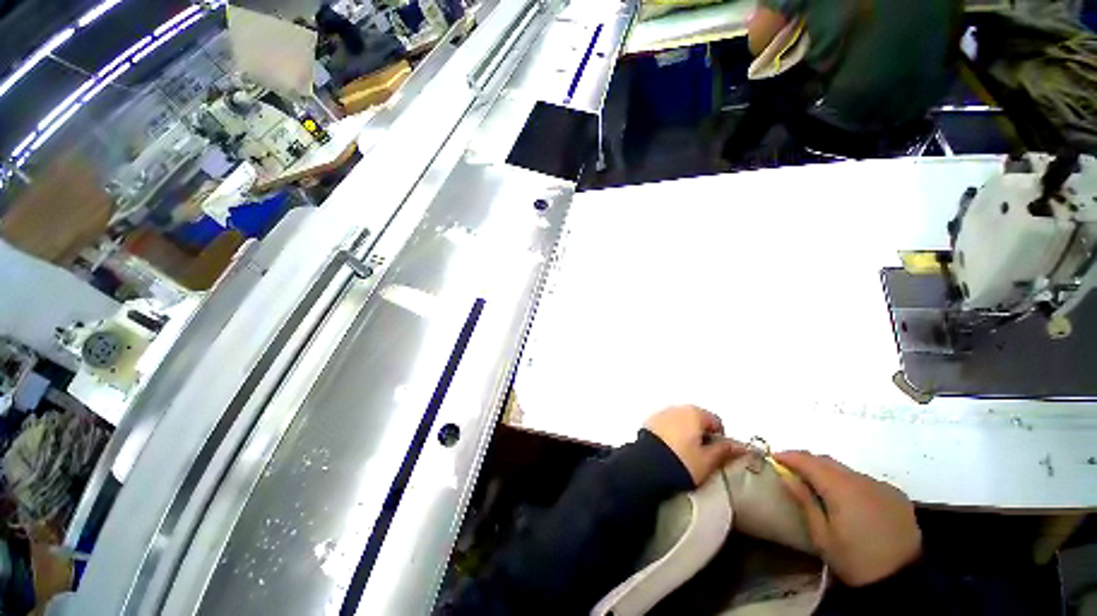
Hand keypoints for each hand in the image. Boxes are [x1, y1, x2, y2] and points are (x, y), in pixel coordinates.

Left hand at [644, 405, 743, 485]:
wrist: (647, 467)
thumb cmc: (682, 463)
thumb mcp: (708, 461)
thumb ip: (725, 451)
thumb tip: (740, 447)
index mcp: (694, 413)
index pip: (716, 421)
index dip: (720, 438)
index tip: (716, 454)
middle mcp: (677, 408)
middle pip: (696, 419)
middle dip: (701, 434)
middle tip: (701, 456)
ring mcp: (661, 413)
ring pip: (680, 421)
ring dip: (685, 433)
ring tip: (684, 455)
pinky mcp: (649, 422)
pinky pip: (666, 425)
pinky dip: (671, 434)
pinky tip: (669, 451)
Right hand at [775, 451, 922, 586]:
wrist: (904, 583)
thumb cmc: (855, 561)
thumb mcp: (822, 536)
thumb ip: (804, 501)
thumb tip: (786, 476)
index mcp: (842, 488)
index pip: (809, 461)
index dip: (789, 456)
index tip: (773, 457)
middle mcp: (862, 480)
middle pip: (828, 461)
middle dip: (807, 461)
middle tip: (790, 468)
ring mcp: (882, 486)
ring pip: (847, 470)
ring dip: (828, 472)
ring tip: (816, 483)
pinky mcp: (896, 495)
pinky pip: (865, 480)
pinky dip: (849, 482)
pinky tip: (847, 497)